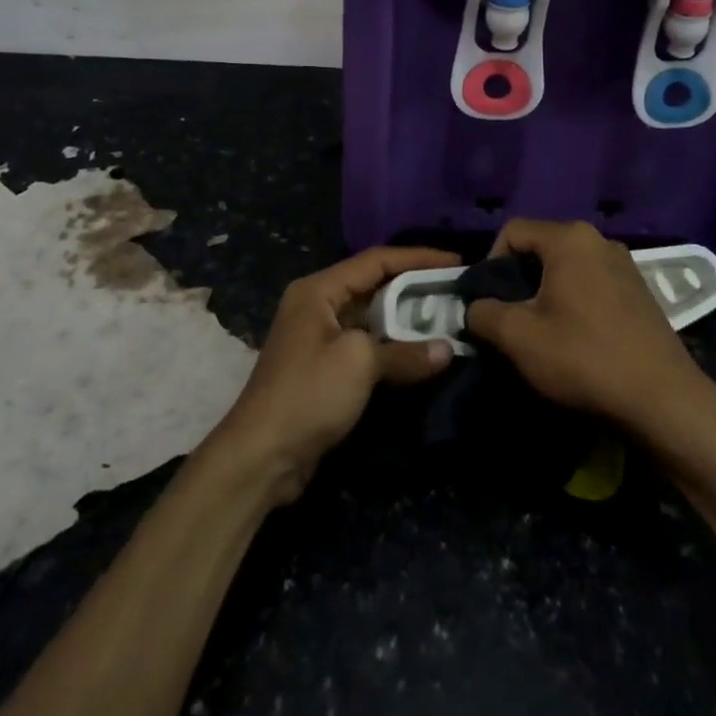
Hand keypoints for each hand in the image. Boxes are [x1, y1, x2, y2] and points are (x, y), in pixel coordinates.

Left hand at [210, 246, 458, 502]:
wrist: (260, 457)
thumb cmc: (308, 394)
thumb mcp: (360, 363)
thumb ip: (405, 351)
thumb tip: (447, 349)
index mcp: (318, 289)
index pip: (375, 260)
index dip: (417, 258)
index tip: (455, 263)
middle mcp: (317, 305)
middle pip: (373, 285)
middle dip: (414, 287)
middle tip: (454, 291)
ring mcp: (319, 337)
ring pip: (371, 317)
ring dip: (406, 319)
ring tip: (445, 317)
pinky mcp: (324, 368)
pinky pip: (366, 344)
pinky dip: (392, 345)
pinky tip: (420, 352)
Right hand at [465, 219, 714, 437]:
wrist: (662, 399)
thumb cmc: (584, 358)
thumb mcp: (519, 337)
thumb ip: (484, 313)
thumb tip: (475, 307)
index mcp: (569, 238)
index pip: (513, 231)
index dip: (490, 262)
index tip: (489, 302)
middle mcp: (598, 239)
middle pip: (541, 248)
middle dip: (518, 280)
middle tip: (511, 319)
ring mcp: (624, 264)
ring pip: (567, 267)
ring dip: (546, 293)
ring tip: (541, 332)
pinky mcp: (639, 290)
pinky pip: (591, 283)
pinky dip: (574, 301)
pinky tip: (575, 338)